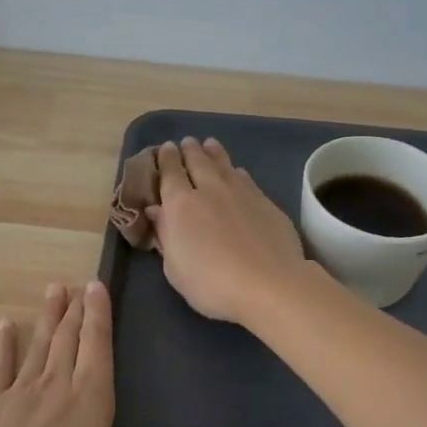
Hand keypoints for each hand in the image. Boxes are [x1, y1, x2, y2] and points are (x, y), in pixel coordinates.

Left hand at [0, 281, 232, 426]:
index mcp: (89, 398)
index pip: (98, 345)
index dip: (100, 313)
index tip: (97, 283)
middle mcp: (55, 385)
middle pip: (68, 338)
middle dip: (75, 309)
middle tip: (77, 283)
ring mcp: (19, 393)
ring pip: (38, 345)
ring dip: (48, 317)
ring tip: (53, 289)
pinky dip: (3, 344)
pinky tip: (5, 325)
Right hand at [148, 138, 310, 324]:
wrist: (269, 284)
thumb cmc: (211, 283)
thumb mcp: (175, 268)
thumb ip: (165, 235)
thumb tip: (157, 210)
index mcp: (181, 205)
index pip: (170, 173)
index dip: (166, 159)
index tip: (165, 148)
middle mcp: (209, 190)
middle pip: (197, 161)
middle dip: (189, 150)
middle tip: (186, 142)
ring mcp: (240, 193)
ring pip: (223, 164)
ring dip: (214, 153)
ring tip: (209, 144)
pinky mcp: (265, 202)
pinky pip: (245, 178)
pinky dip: (236, 171)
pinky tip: (237, 171)